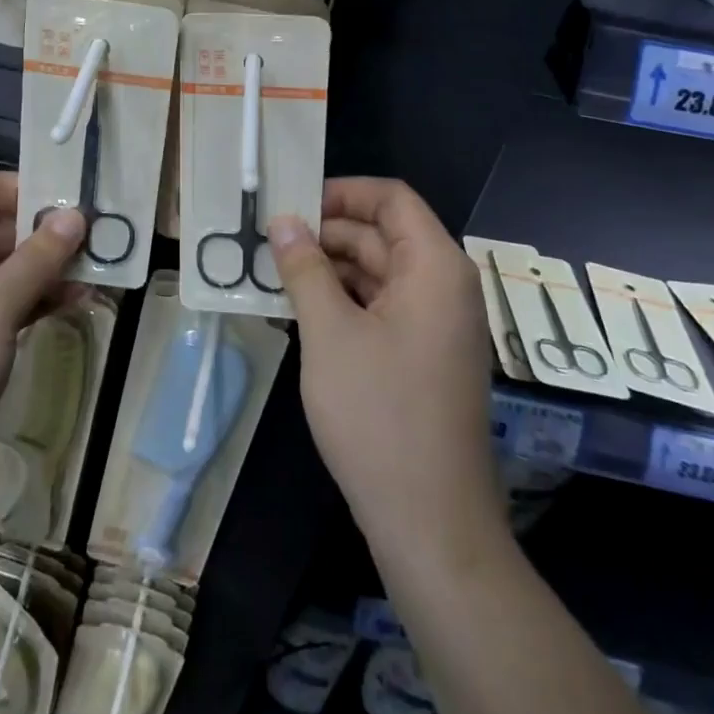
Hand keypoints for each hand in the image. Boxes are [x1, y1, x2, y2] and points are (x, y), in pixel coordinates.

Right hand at [267, 178, 503, 551]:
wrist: (430, 521)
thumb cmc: (379, 415)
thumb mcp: (330, 333)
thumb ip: (305, 269)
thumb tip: (283, 220)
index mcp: (435, 267)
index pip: (392, 199)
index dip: (342, 192)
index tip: (292, 205)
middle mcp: (445, 287)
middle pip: (383, 235)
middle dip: (327, 234)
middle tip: (268, 244)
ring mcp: (437, 325)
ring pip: (379, 274)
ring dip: (330, 270)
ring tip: (274, 276)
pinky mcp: (424, 357)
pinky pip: (383, 309)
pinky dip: (344, 303)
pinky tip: (300, 313)